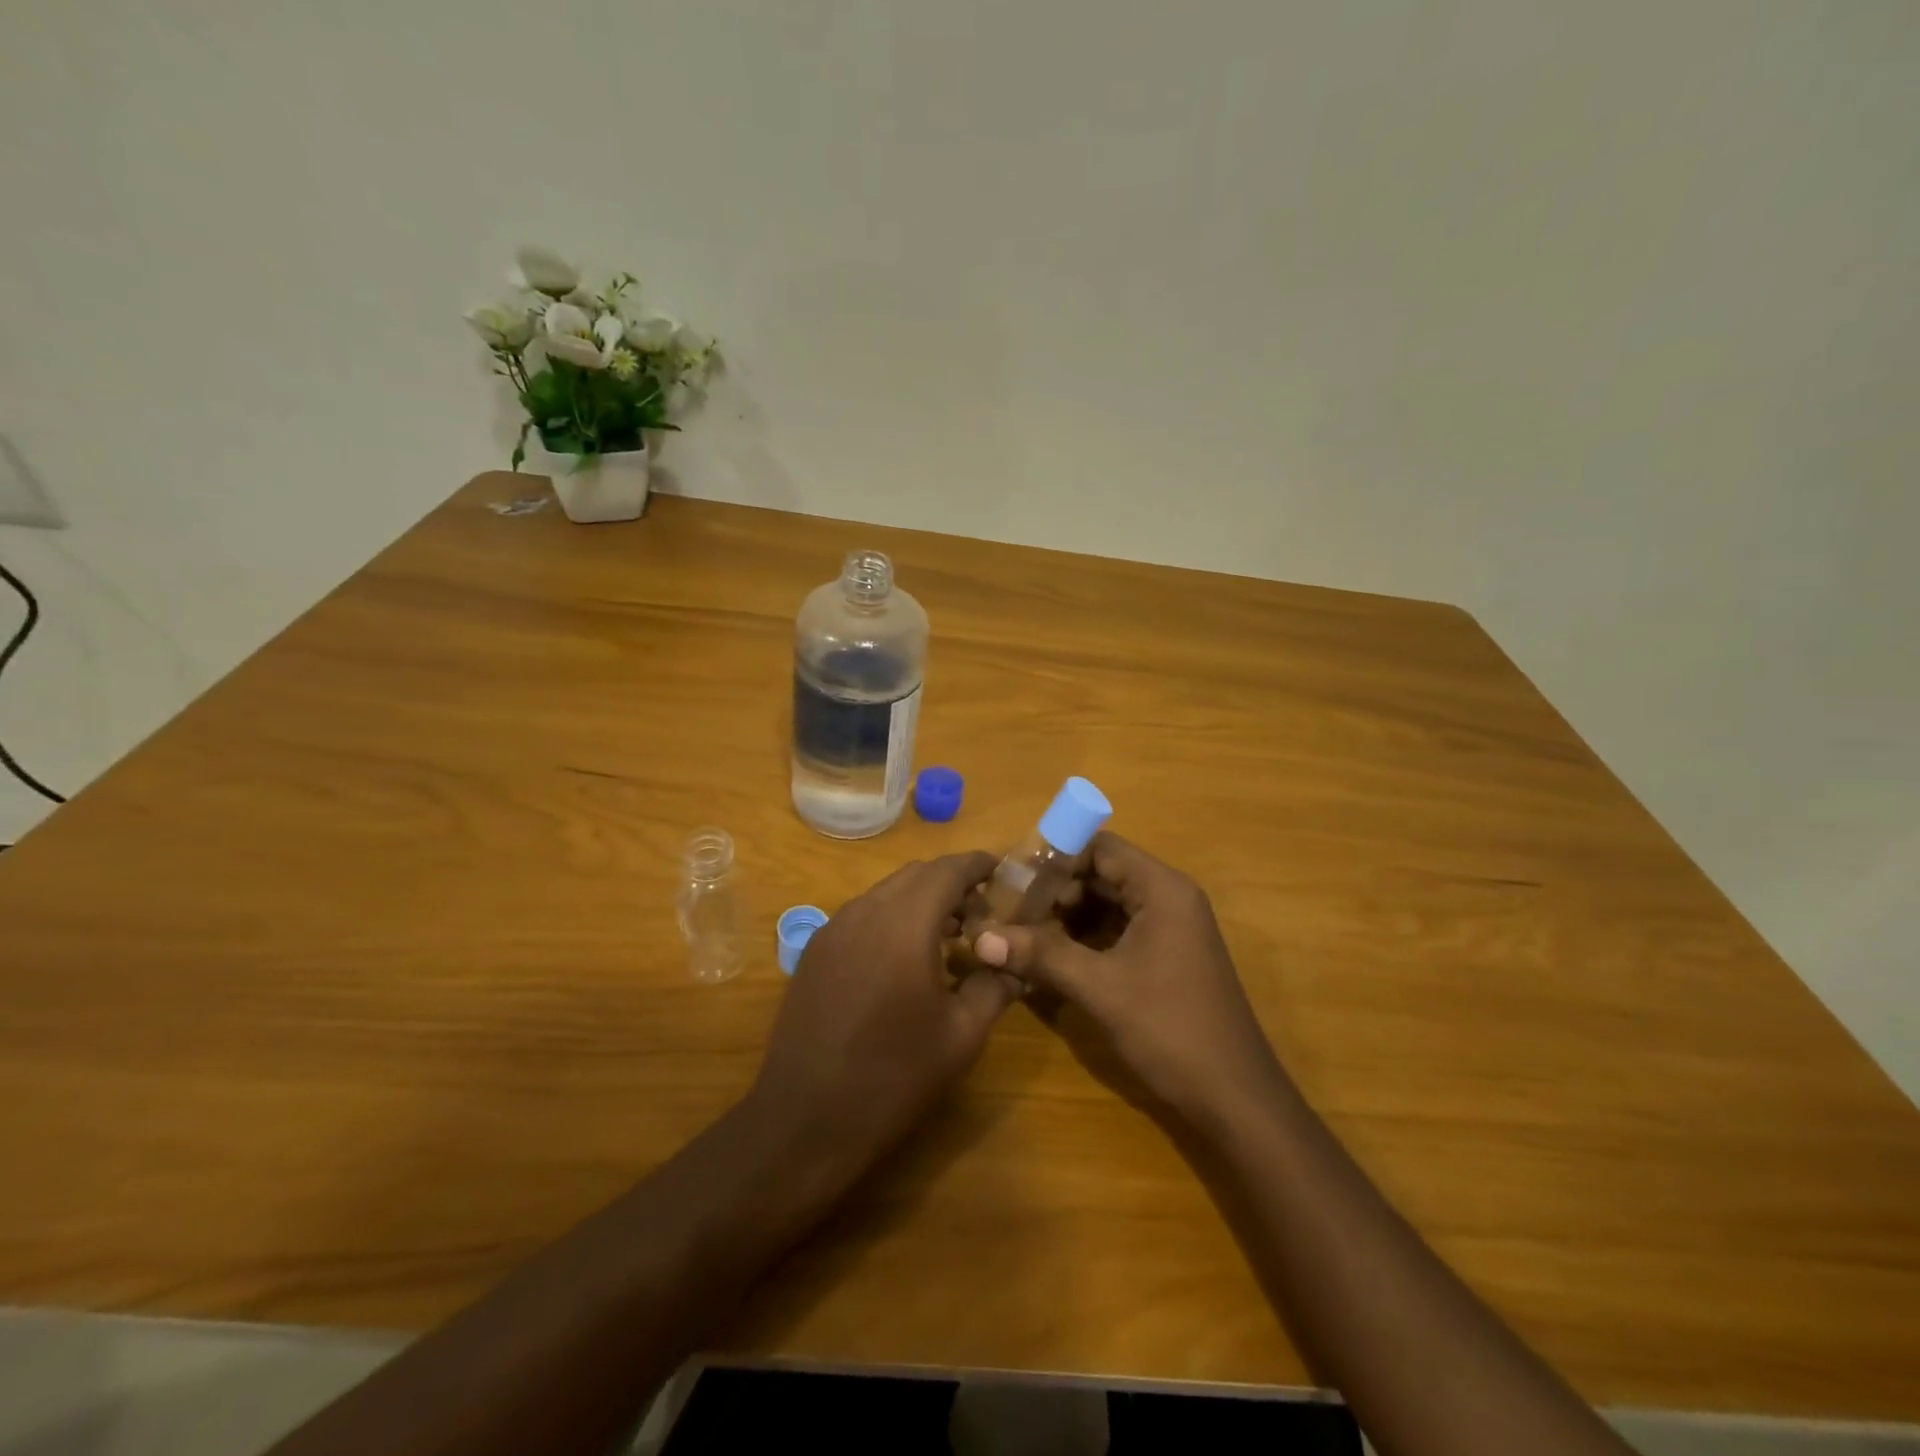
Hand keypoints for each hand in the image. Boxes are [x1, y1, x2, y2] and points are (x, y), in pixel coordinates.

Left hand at [749, 851, 1018, 1174]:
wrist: (804, 1121)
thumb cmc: (893, 1077)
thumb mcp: (961, 1036)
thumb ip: (995, 987)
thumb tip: (1018, 964)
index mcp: (904, 924)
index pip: (948, 870)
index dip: (978, 864)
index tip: (1003, 871)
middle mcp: (865, 911)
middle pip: (916, 874)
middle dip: (953, 883)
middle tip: (982, 915)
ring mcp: (833, 928)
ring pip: (887, 892)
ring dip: (921, 900)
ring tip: (949, 936)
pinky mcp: (815, 950)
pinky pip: (863, 914)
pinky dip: (893, 916)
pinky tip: (905, 957)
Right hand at [971, 833, 1279, 1127]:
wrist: (1236, 1099)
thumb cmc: (1171, 1030)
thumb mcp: (1100, 988)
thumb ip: (1041, 955)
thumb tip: (980, 937)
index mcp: (1162, 889)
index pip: (1100, 847)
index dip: (1054, 857)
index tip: (1012, 877)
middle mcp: (1168, 897)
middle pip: (1102, 872)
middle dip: (1055, 889)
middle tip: (1008, 908)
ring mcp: (1170, 928)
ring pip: (1107, 903)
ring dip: (1066, 915)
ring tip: (1021, 931)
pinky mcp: (1166, 956)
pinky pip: (1117, 930)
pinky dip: (1084, 937)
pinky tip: (1050, 956)